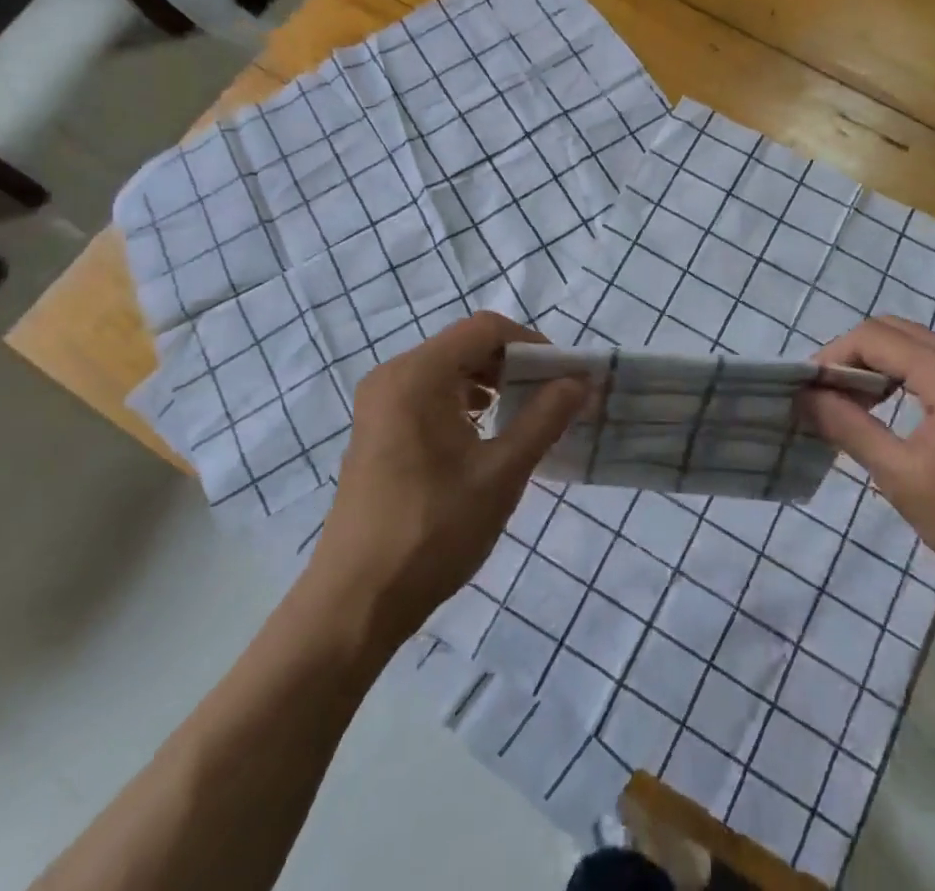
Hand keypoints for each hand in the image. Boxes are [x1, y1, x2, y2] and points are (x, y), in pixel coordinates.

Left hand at [309, 313, 587, 647]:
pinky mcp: (376, 429)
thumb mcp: (501, 473)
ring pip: (447, 369)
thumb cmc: (433, 532)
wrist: (355, 603)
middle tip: (551, 396)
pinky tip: (486, 433)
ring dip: (490, 382)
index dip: (532, 344)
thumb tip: (579, 382)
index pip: (485, 329)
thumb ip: (544, 418)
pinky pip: (428, 393)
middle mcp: (392, 375)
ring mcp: (379, 403)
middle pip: (465, 345)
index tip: (563, 375)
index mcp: (417, 375)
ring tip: (525, 415)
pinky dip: (463, 401)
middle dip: (513, 364)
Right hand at [804, 316, 934, 605]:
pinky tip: (885, 407)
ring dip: (874, 364)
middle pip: (892, 331)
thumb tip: (804, 396)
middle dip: (850, 356)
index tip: (806, 389)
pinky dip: (899, 374)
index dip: (832, 356)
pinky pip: (932, 361)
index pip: (873, 337)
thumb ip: (849, 427)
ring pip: (911, 344)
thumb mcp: (901, 477)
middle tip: (823, 395)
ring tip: (846, 403)